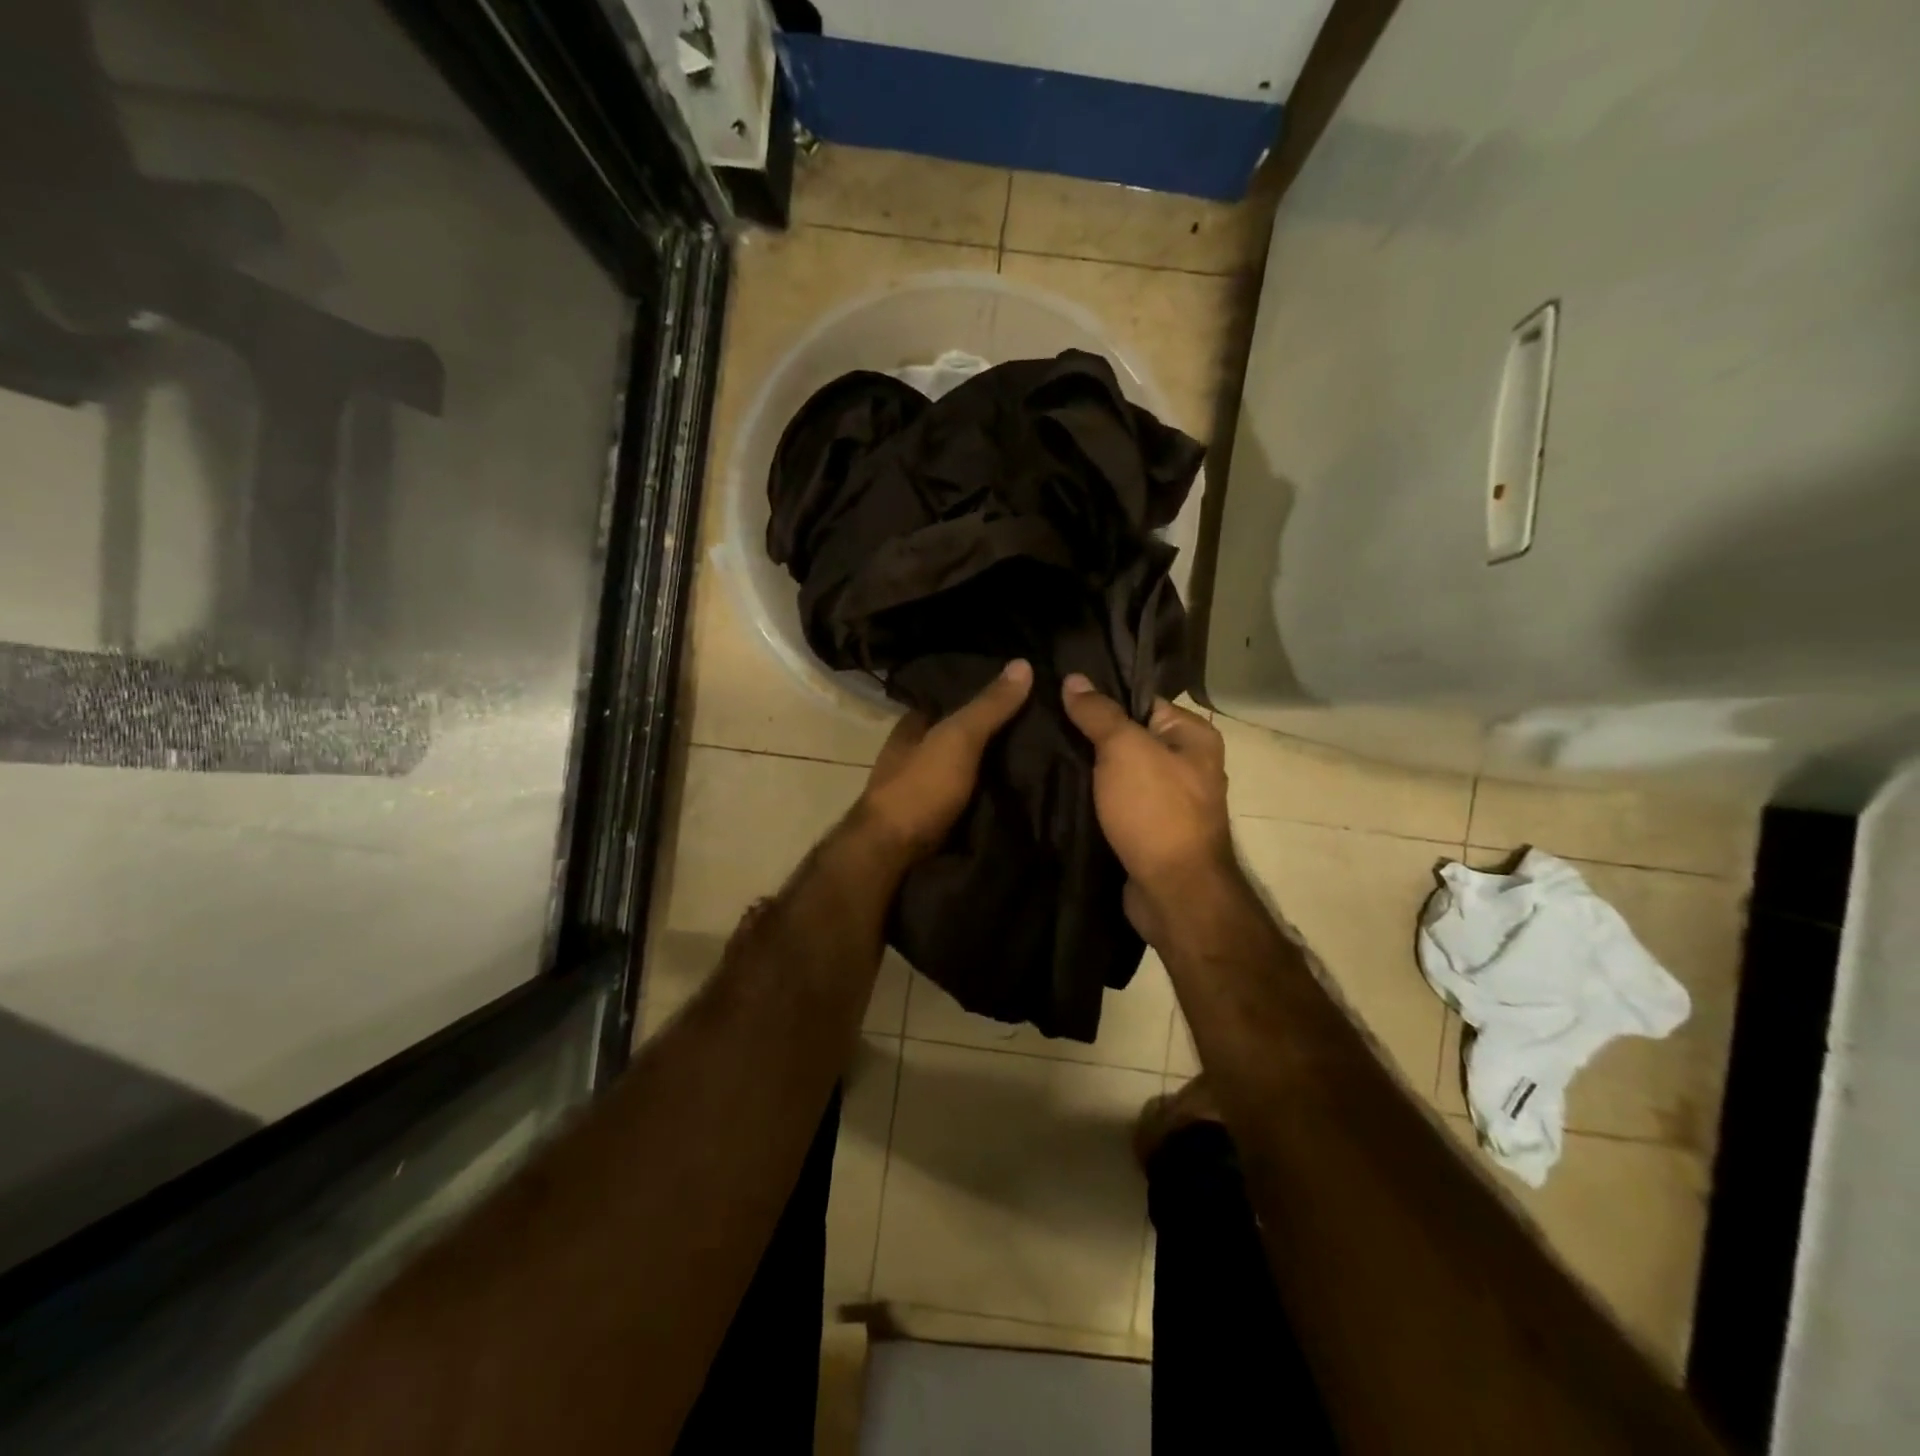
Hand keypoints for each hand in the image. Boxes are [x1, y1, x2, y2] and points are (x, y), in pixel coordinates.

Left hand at [856, 659, 1033, 859]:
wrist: (893, 854)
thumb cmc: (920, 787)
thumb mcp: (958, 738)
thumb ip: (988, 706)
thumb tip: (1023, 663)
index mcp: (911, 727)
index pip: (950, 700)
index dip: (982, 695)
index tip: (1022, 692)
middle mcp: (914, 754)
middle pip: (959, 736)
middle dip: (993, 734)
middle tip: (1042, 728)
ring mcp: (922, 789)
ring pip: (965, 769)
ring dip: (993, 767)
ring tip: (1040, 759)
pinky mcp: (934, 820)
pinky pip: (968, 799)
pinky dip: (988, 795)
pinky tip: (1018, 794)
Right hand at [1060, 674, 1235, 939]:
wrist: (1172, 892)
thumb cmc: (1155, 810)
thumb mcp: (1124, 749)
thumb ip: (1099, 713)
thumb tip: (1074, 679)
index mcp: (1193, 736)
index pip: (1141, 701)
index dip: (1102, 698)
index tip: (1058, 694)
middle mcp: (1186, 765)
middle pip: (1128, 738)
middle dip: (1090, 735)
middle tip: (1043, 724)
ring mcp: (1168, 801)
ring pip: (1118, 773)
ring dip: (1087, 771)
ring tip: (1042, 754)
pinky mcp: (1148, 831)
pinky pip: (1116, 803)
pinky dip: (1092, 799)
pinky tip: (1059, 792)